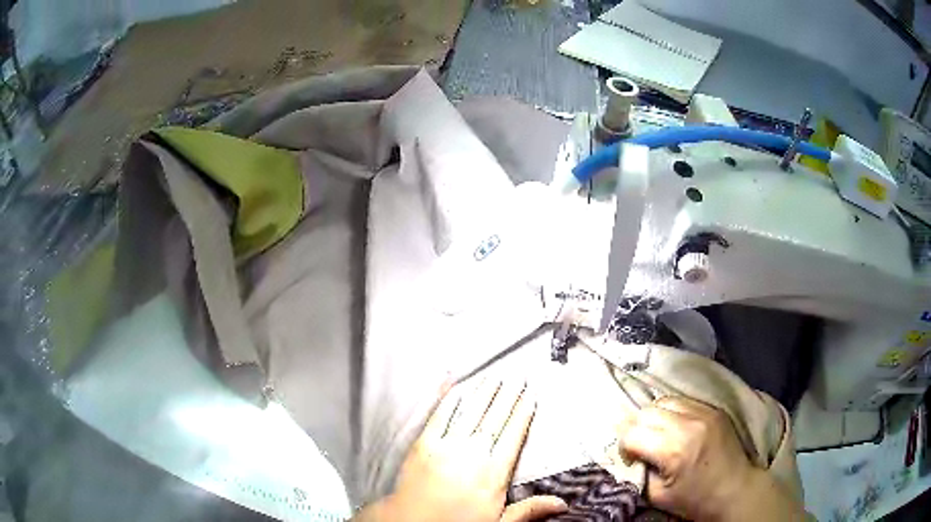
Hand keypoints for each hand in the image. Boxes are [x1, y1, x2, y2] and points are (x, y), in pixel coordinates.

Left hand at [356, 379, 567, 521]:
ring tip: (495, 377)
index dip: (523, 414)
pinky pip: (438, 416)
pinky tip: (454, 385)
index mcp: (493, 473)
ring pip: (470, 413)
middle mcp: (473, 454)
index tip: (531, 396)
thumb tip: (563, 503)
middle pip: (495, 419)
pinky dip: (447, 399)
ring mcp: (446, 446)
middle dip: (508, 396)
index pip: (513, 436)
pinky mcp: (423, 444)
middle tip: (517, 377)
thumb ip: (529, 510)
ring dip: (484, 393)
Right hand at [618, 397, 803, 520]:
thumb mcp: (658, 496)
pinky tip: (674, 427)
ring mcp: (704, 412)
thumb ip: (640, 472)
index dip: (623, 446)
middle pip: (646, 412)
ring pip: (664, 400)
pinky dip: (671, 411)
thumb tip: (630, 455)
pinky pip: (683, 401)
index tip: (629, 458)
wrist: (736, 490)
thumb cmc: (696, 500)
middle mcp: (689, 423)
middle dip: (635, 428)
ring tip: (656, 434)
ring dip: (653, 417)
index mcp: (674, 449)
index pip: (632, 433)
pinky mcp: (714, 408)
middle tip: (638, 446)